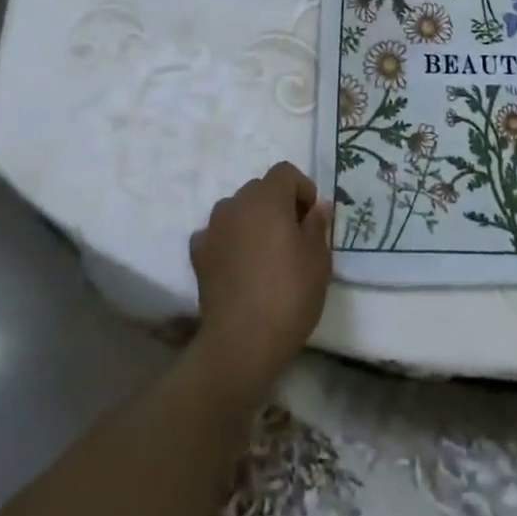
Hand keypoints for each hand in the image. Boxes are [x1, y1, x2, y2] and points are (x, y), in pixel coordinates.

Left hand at [188, 162, 331, 394]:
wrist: (241, 344)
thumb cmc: (288, 295)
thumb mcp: (318, 260)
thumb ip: (317, 225)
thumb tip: (316, 207)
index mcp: (268, 197)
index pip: (285, 172)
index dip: (302, 189)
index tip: (311, 218)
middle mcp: (237, 203)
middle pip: (260, 189)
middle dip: (277, 204)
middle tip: (292, 236)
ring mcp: (213, 228)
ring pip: (237, 210)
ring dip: (251, 221)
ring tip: (264, 253)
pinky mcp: (198, 255)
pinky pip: (217, 235)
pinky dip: (228, 242)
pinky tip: (238, 267)